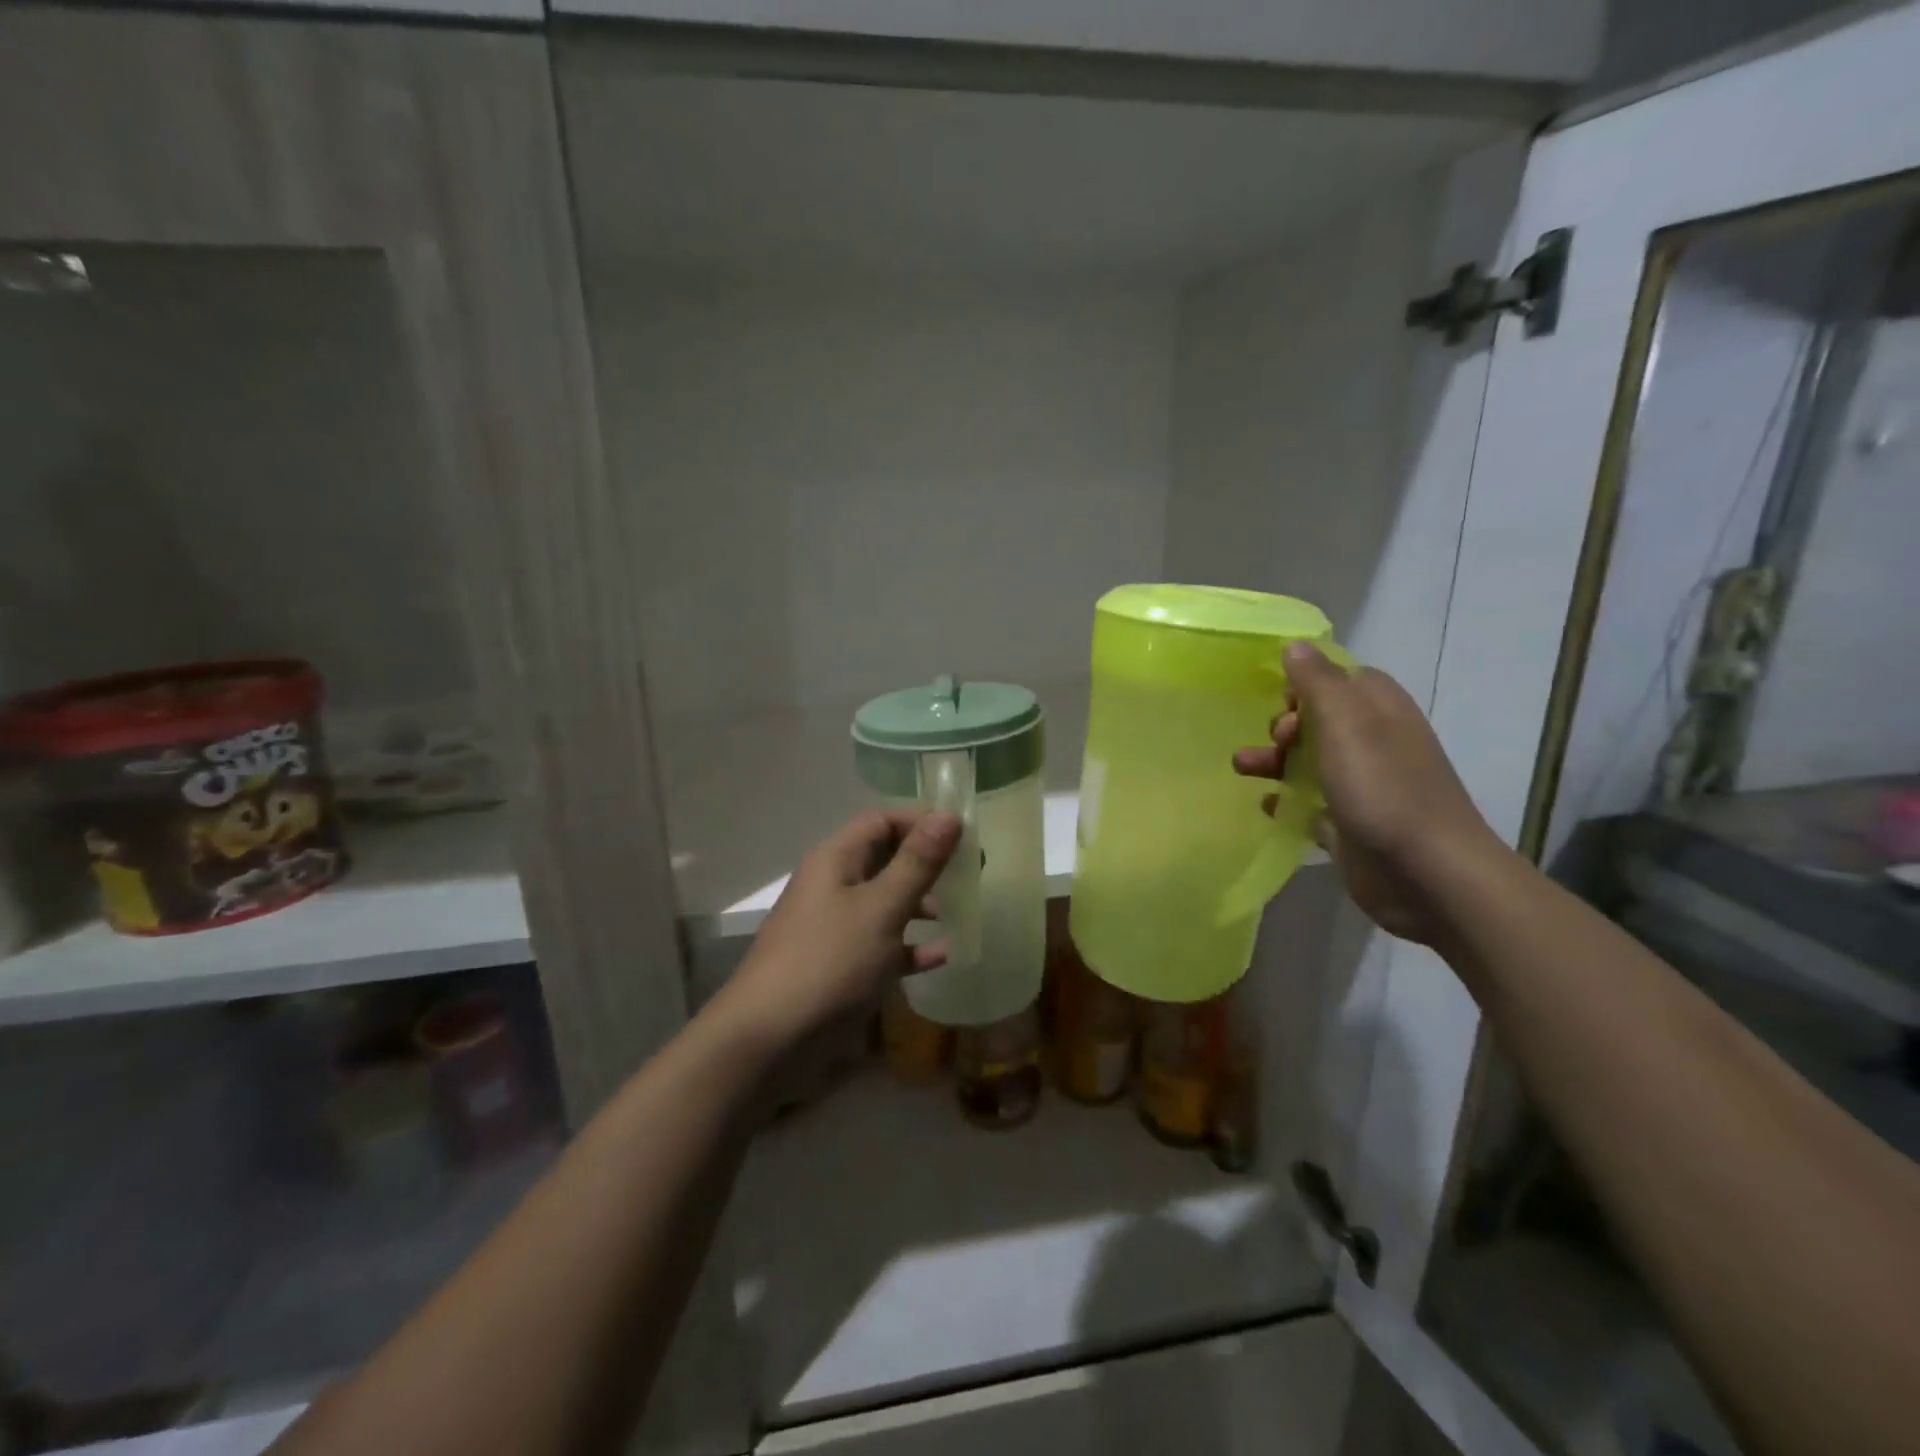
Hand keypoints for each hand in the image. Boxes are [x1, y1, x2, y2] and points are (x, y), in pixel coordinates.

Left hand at [713, 809, 960, 1054]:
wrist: (769, 1040)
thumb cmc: (829, 962)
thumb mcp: (881, 908)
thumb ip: (917, 863)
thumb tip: (949, 815)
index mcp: (836, 860)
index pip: (882, 821)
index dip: (922, 821)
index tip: (964, 836)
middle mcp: (833, 885)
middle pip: (885, 859)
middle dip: (927, 863)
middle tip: (971, 873)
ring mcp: (834, 927)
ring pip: (885, 902)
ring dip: (921, 904)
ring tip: (960, 912)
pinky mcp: (839, 966)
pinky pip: (882, 945)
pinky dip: (910, 946)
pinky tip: (942, 957)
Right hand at [1232, 643, 1508, 945]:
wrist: (1427, 874)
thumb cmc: (1384, 789)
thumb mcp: (1347, 724)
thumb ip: (1318, 682)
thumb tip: (1295, 645)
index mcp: (1379, 710)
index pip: (1339, 678)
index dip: (1305, 685)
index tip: (1280, 702)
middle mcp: (1374, 742)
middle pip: (1319, 720)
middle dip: (1285, 725)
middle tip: (1275, 741)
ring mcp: (1363, 786)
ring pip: (1310, 761)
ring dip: (1275, 760)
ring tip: (1241, 768)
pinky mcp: (1351, 824)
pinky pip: (1311, 803)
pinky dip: (1287, 799)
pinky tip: (1265, 804)